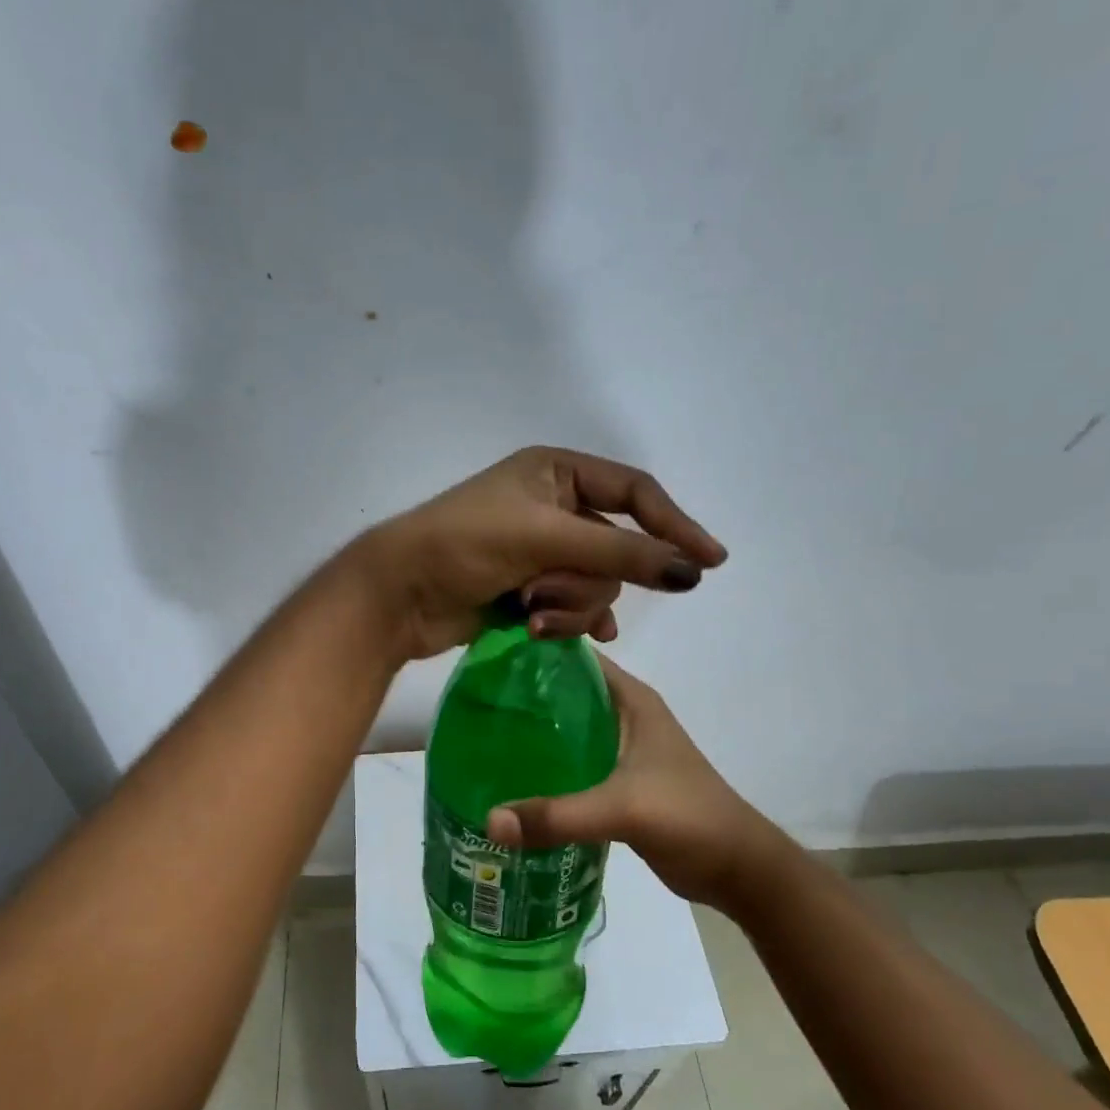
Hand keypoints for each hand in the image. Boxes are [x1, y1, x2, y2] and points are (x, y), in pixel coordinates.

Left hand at [355, 447, 726, 659]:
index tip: (710, 562)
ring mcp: (541, 552)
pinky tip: (560, 636)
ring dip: (567, 605)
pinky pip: (573, 607)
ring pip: (594, 585)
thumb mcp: (545, 539)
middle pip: (615, 549)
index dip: (674, 525)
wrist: (398, 594)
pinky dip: (569, 622)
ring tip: (527, 612)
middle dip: (585, 580)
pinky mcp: (528, 590)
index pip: (635, 493)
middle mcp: (553, 507)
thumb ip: (620, 554)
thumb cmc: (465, 545)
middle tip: (542, 592)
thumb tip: (692, 571)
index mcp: (557, 473)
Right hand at [484, 657, 788, 909]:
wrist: (738, 869)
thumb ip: (557, 815)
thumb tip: (488, 821)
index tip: (486, 661)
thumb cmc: (688, 817)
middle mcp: (625, 717)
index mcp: (632, 700)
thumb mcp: (622, 809)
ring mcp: (623, 751)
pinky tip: (512, 781)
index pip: (575, 659)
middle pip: (564, 695)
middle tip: (472, 707)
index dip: (533, 654)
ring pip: (567, 731)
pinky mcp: (619, 783)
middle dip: (522, 699)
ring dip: (533, 736)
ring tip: (481, 741)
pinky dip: (547, 769)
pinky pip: (573, 765)